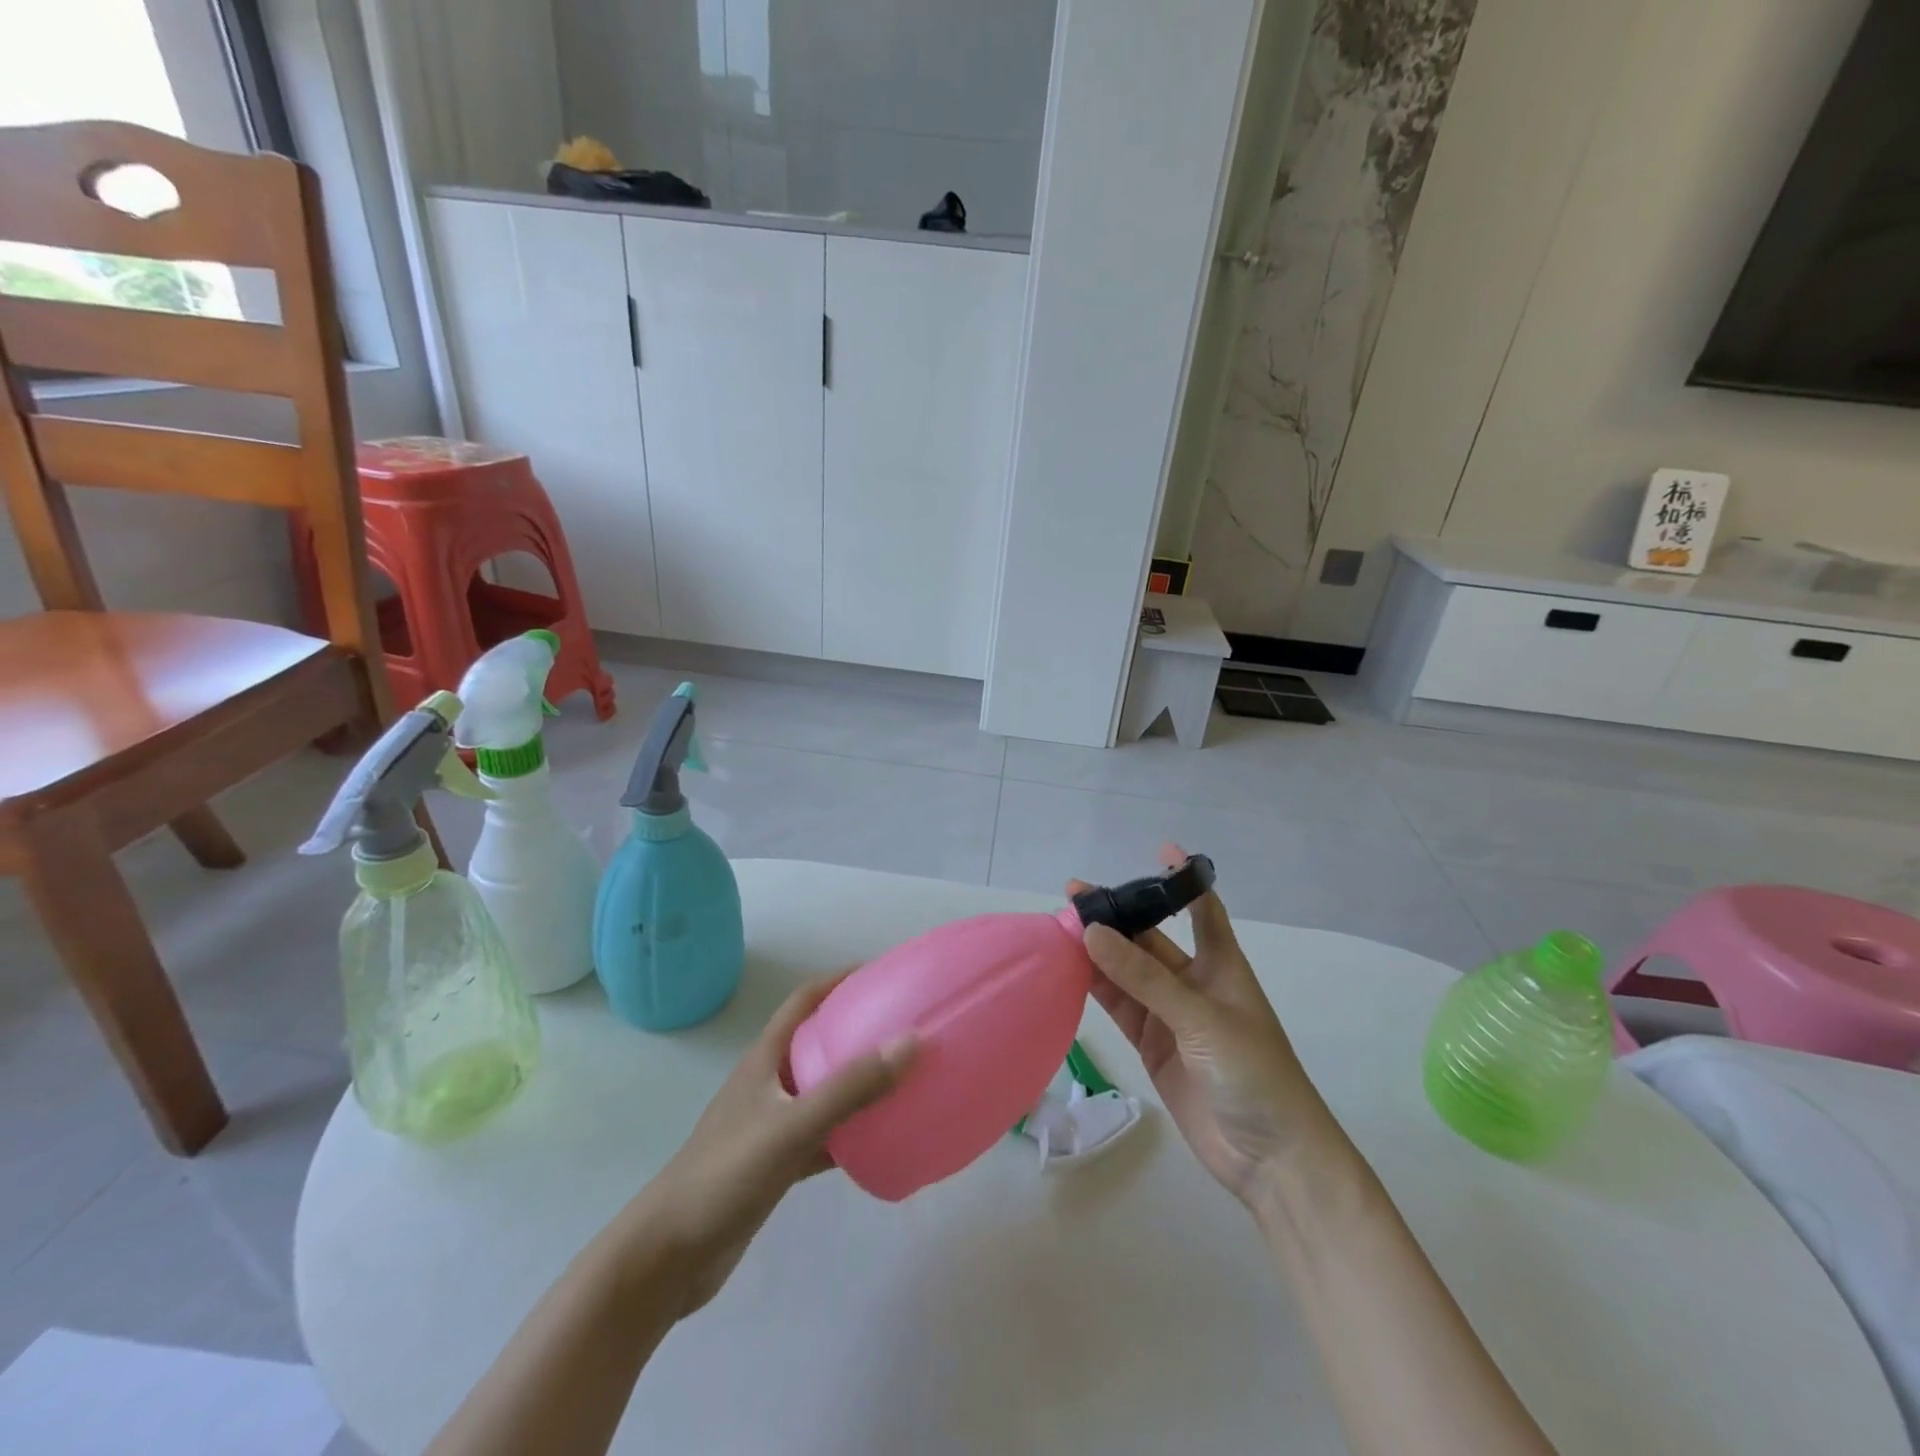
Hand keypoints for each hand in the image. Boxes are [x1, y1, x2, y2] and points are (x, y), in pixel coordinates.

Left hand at [627, 976, 915, 1316]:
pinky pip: (822, 1135)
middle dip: (858, 1030)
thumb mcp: (792, 1126)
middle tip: (905, 1028)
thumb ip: (850, 1087)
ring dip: (858, 1082)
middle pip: (818, 1042)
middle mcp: (769, 1083)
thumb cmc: (726, 1175)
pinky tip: (879, 1141)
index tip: (882, 973)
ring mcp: (770, 1124)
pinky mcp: (775, 1164)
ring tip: (902, 1078)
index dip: (840, 980)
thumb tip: (912, 1041)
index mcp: (765, 1059)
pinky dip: (850, 1133)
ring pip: (823, 1090)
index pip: (805, 1000)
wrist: (669, 1256)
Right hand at [1074, 845, 1326, 1209]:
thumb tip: (1092, 932)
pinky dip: (1097, 989)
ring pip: (1128, 973)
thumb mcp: (1200, 1017)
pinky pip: (1121, 1008)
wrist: (1271, 1158)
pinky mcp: (1153, 1046)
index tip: (1161, 848)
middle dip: (1118, 918)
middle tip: (1074, 897)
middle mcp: (1194, 984)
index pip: (1203, 910)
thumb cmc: (1253, 1073)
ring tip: (1061, 929)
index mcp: (1222, 966)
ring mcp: (1171, 1016)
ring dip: (1099, 953)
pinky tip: (1071, 972)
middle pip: (1150, 940)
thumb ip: (1144, 977)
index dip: (1184, 880)